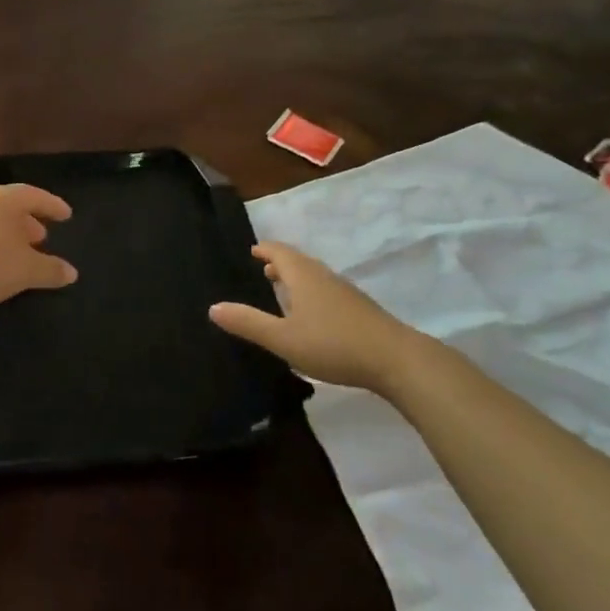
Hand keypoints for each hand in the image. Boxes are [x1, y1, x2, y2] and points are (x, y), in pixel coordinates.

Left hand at [0, 184, 78, 314]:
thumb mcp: (27, 270)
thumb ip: (51, 269)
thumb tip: (71, 272)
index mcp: (3, 198)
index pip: (34, 195)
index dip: (52, 206)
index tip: (66, 215)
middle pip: (9, 205)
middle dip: (27, 221)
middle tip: (40, 237)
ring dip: (4, 231)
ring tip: (16, 250)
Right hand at [210, 241, 426, 394]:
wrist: (396, 360)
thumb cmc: (333, 344)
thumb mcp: (283, 338)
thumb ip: (248, 323)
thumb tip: (213, 307)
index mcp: (304, 276)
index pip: (280, 252)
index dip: (265, 249)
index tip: (252, 250)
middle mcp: (324, 277)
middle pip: (299, 262)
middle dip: (280, 263)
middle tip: (262, 269)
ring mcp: (346, 292)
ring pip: (315, 276)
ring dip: (296, 278)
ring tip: (282, 289)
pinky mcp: (360, 310)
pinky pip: (327, 291)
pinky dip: (311, 293)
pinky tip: (311, 315)